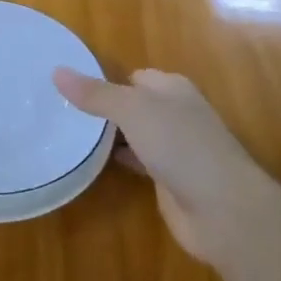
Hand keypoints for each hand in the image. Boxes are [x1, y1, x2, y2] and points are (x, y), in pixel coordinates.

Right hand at [54, 67, 269, 270]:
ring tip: (68, 133)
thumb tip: (57, 71)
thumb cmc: (181, 146)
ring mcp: (174, 148)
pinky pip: (137, 161)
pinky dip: (118, 159)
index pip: (133, 76)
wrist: (223, 210)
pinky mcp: (169, 179)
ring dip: (110, 135)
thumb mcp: (133, 111)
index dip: (104, 79)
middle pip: (133, 104)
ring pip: (134, 133)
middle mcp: (175, 113)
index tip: (68, 86)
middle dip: (104, 107)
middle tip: (60, 110)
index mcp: (172, 88)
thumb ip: (96, 94)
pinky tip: (92, 161)